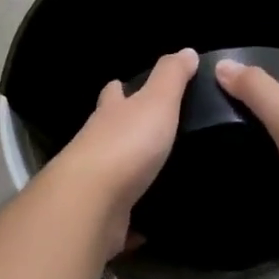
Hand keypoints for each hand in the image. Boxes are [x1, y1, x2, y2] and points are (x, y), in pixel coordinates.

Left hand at [47, 47, 198, 257]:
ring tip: (158, 177)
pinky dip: (133, 221)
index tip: (125, 85)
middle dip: (122, 130)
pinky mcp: (101, 217)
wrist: (92, 202)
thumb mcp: (156, 101)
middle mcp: (96, 144)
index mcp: (110, 114)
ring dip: (128, 174)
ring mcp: (95, 183)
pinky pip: (121, 218)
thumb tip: (186, 50)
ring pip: (113, 173)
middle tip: (149, 135)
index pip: (112, 94)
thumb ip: (171, 77)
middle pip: (107, 131)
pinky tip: (149, 227)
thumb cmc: (127, 144)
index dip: (119, 88)